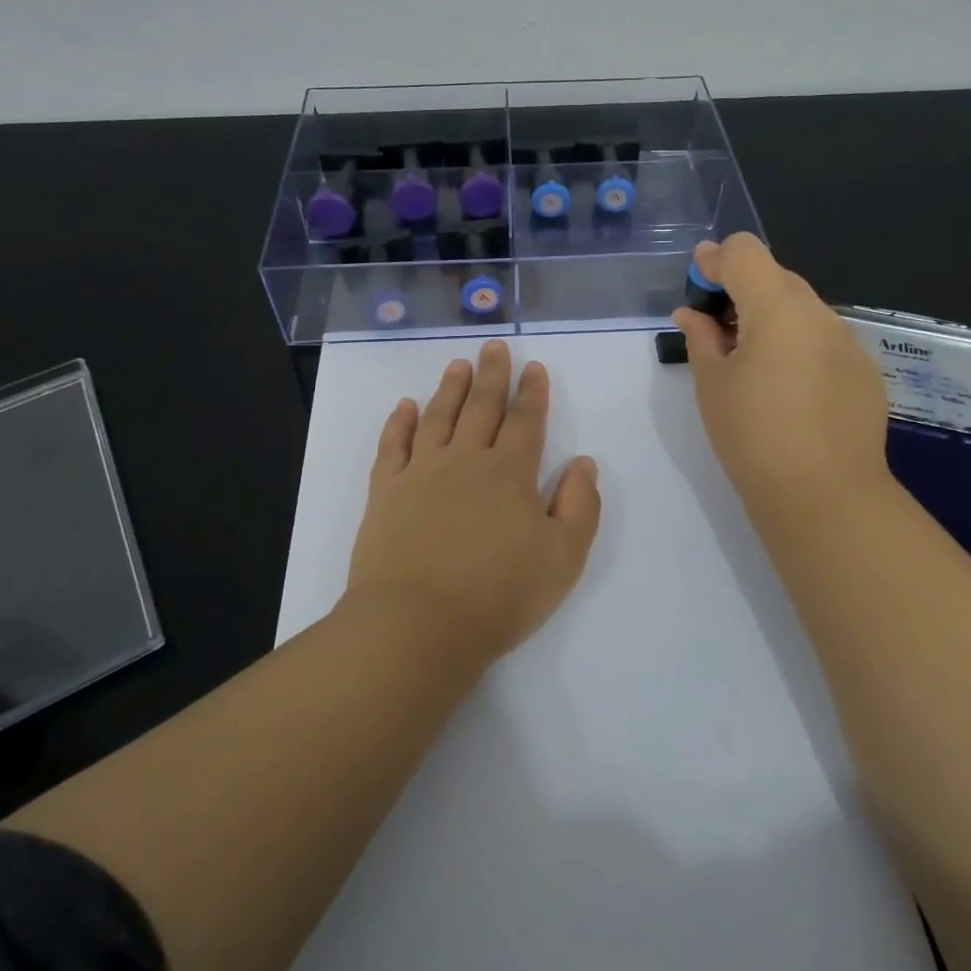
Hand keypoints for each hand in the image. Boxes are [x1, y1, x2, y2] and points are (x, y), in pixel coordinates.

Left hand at [345, 339, 601, 669]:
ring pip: (439, 416)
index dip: (532, 392)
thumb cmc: (499, 595)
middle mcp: (465, 460)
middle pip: (481, 406)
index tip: (533, 366)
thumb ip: (580, 505)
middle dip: (491, 375)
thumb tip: (583, 462)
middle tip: (494, 346)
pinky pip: (393, 445)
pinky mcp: (386, 490)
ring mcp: (421, 472)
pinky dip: (399, 422)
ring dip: (450, 388)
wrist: (418, 624)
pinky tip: (405, 406)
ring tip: (458, 364)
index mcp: (510, 473)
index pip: (525, 421)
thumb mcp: (563, 558)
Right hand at [671, 234, 892, 528]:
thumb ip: (700, 337)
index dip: (716, 260)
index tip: (698, 284)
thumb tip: (692, 313)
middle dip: (742, 289)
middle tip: (716, 328)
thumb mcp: (712, 383)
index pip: (745, 252)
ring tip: (751, 363)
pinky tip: (788, 389)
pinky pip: (823, 340)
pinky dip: (798, 345)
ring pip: (802, 309)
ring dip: (771, 318)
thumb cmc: (753, 435)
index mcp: (777, 308)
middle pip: (776, 276)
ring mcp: (848, 342)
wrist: (825, 496)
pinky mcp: (865, 372)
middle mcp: (819, 313)